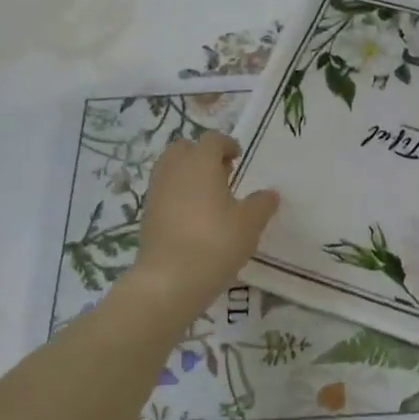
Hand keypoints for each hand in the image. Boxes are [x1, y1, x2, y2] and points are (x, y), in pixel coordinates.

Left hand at [125, 133, 279, 323]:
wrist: (169, 280)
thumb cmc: (215, 243)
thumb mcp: (250, 224)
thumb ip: (262, 204)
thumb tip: (270, 193)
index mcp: (200, 163)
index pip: (212, 140)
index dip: (227, 144)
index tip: (238, 156)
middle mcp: (174, 170)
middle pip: (184, 148)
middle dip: (202, 155)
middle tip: (223, 173)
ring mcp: (156, 191)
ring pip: (171, 169)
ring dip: (188, 174)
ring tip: (210, 196)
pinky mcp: (147, 214)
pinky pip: (164, 191)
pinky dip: (178, 194)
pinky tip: (194, 217)